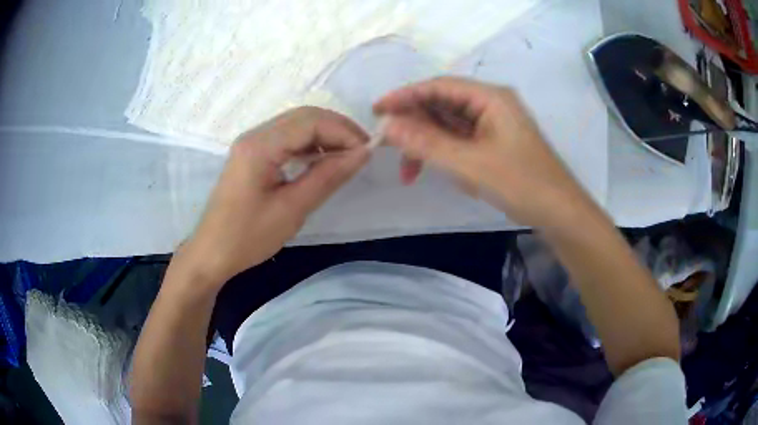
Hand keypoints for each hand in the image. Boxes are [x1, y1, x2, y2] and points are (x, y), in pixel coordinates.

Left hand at [177, 107, 369, 287]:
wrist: (212, 254)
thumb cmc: (248, 237)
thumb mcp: (292, 209)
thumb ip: (328, 176)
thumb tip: (362, 154)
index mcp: (260, 146)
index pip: (311, 121)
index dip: (344, 132)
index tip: (368, 152)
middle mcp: (255, 135)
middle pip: (304, 116)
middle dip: (337, 129)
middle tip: (362, 151)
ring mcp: (252, 144)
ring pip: (296, 125)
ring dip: (325, 135)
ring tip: (348, 156)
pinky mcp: (252, 155)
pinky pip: (287, 139)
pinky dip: (310, 145)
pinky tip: (323, 160)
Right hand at [374, 77, 593, 228]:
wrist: (559, 213)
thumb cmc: (521, 184)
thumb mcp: (470, 164)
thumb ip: (427, 143)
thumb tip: (389, 126)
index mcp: (491, 98)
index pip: (439, 86)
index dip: (406, 96)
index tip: (377, 111)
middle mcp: (491, 104)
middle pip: (442, 104)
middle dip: (414, 125)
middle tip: (388, 146)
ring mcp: (493, 124)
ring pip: (449, 125)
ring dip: (426, 144)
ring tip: (408, 171)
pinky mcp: (494, 143)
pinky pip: (460, 140)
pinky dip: (443, 153)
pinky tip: (433, 169)